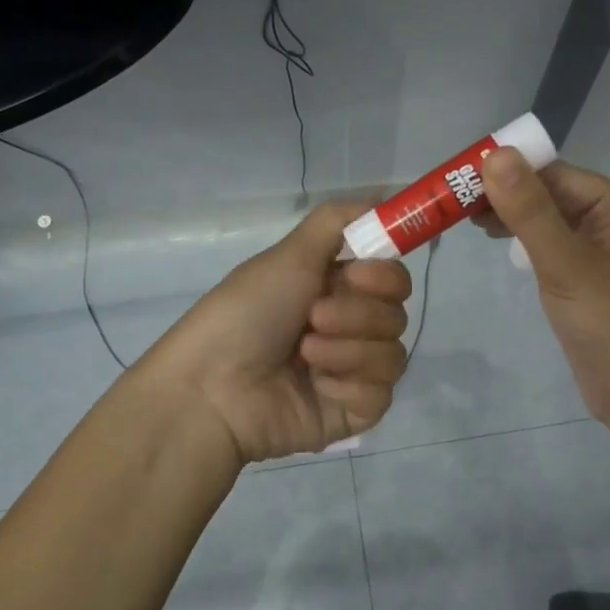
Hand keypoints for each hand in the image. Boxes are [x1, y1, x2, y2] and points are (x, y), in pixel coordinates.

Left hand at [147, 202, 412, 463]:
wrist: (212, 388)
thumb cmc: (245, 314)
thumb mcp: (288, 256)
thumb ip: (337, 222)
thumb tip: (383, 197)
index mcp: (334, 291)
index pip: (392, 279)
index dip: (384, 275)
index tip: (357, 274)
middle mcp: (348, 329)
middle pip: (396, 315)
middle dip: (357, 314)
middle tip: (313, 317)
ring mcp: (353, 373)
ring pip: (393, 354)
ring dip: (348, 349)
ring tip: (304, 355)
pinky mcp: (354, 412)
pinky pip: (380, 392)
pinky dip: (348, 384)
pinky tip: (316, 386)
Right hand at [477, 150, 609, 436]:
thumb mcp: (565, 265)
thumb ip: (530, 211)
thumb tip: (495, 155)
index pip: (558, 174)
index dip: (510, 171)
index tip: (460, 177)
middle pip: (554, 194)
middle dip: (508, 195)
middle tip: (454, 201)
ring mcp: (605, 251)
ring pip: (550, 221)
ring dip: (513, 218)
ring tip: (466, 218)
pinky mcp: (591, 278)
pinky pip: (554, 247)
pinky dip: (526, 242)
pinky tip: (499, 243)